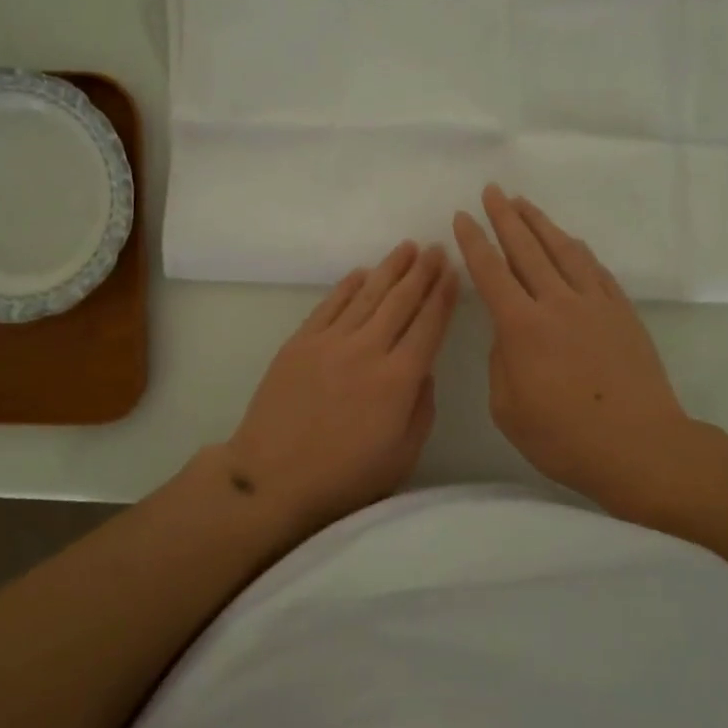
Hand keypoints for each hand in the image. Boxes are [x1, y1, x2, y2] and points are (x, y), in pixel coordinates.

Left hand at [225, 240, 459, 533]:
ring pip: (367, 295)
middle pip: (401, 302)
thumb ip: (422, 409)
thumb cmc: (345, 478)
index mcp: (398, 380)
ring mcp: (330, 342)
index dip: (443, 297)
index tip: (454, 273)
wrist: (272, 479)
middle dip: (423, 273)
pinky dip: (349, 285)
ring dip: (390, 269)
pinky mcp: (300, 342)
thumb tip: (424, 370)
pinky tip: (363, 273)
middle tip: (437, 250)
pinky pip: (330, 304)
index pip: (428, 326)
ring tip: (408, 249)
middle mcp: (367, 350)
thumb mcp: (402, 455)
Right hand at [454, 186, 703, 511]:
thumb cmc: (565, 438)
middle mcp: (557, 303)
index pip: (491, 273)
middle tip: (492, 191)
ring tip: (524, 203)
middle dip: (506, 217)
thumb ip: (501, 364)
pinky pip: (595, 269)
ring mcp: (594, 304)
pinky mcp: (622, 312)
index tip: (462, 216)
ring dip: (541, 224)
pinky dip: (578, 250)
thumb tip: (508, 334)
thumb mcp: (509, 410)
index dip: (474, 242)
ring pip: (563, 251)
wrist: (640, 446)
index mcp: (522, 327)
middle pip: (527, 249)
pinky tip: (570, 241)